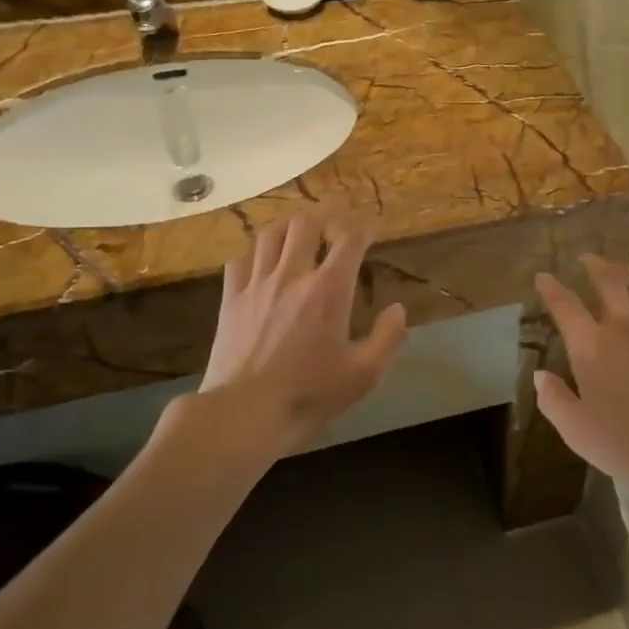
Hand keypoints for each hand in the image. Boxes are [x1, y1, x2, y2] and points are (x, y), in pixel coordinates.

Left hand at [196, 213, 406, 455]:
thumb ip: (387, 338)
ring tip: (296, 231)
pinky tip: (259, 261)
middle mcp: (292, 275)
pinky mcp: (230, 299)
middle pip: (305, 224)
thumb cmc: (309, 394)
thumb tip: (398, 310)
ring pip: (270, 234)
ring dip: (287, 227)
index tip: (370, 227)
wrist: (243, 412)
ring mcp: (256, 284)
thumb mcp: (363, 375)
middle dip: (323, 215)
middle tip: (333, 218)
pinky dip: (253, 253)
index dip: (363, 227)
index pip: (350, 240)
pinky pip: (239, 260)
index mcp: (328, 290)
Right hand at [533, 255, 628, 504]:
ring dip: (623, 272)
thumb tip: (541, 375)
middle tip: (587, 258)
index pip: (565, 306)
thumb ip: (554, 399)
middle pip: (608, 282)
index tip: (543, 277)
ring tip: (616, 267)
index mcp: (591, 347)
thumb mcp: (577, 431)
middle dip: (594, 266)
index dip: (551, 289)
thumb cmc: (628, 445)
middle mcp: (622, 326)